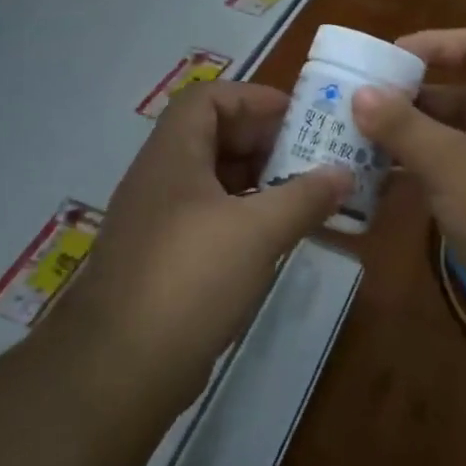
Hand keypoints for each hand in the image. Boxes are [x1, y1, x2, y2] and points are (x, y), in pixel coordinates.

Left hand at [67, 81, 350, 377]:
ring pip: (214, 182)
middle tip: (313, 156)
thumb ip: (305, 196)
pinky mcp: (165, 261)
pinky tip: (277, 237)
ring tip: (306, 194)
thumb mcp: (258, 231)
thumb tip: (344, 173)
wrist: (122, 366)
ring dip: (259, 182)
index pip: (207, 98)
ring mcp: (159, 222)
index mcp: (173, 155)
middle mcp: (161, 179)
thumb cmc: (190, 278)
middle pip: (213, 138)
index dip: (253, 98)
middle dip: (264, 141)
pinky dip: (245, 218)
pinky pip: (211, 220)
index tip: (299, 116)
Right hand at [351, 28, 465, 348]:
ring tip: (355, 144)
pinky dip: (422, 175)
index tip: (384, 60)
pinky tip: (382, 186)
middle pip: (459, 93)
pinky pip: (455, 176)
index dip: (432, 44)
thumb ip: (404, 127)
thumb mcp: (453, 164)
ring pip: (453, 139)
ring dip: (409, 140)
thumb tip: (361, 93)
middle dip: (409, 98)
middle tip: (355, 107)